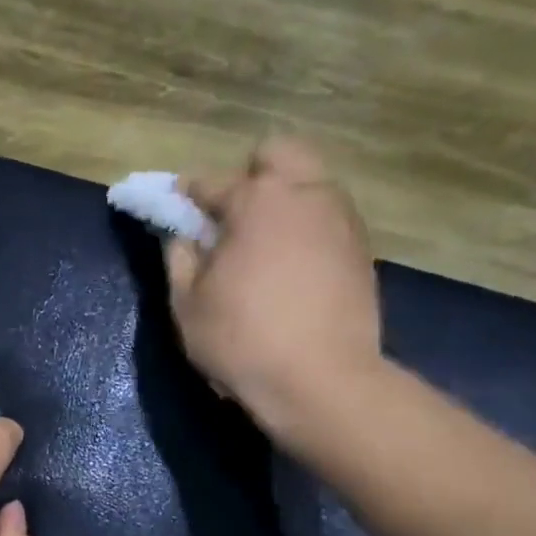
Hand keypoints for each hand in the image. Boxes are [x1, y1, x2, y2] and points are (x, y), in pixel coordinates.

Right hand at [165, 138, 382, 445]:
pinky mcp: (362, 250)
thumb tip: (182, 236)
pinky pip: (327, 219)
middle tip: (230, 217)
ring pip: (310, 184)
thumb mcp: (187, 304)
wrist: (321, 382)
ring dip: (283, 200)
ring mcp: (341, 220)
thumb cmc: (241, 339)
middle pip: (279, 154)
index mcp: (257, 201)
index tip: (174, 208)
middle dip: (250, 174)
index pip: (211, 181)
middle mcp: (306, 195)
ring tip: (262, 245)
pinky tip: (291, 268)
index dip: (186, 194)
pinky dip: (306, 229)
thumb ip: (179, 258)